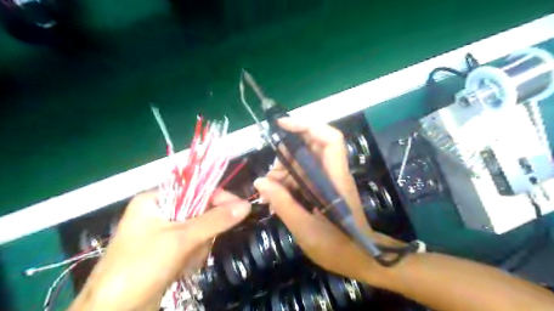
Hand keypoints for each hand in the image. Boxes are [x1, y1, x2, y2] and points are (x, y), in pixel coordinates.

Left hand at [70, 190, 251, 310]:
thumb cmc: (140, 267)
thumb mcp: (181, 239)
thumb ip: (215, 220)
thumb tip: (246, 205)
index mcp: (155, 200)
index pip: (196, 190)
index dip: (219, 198)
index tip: (240, 208)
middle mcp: (159, 212)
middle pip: (199, 211)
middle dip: (203, 232)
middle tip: (198, 245)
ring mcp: (162, 233)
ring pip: (199, 231)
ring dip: (198, 247)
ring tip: (185, 261)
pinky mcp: (167, 251)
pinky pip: (192, 245)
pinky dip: (193, 257)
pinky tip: (182, 268)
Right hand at [253, 118, 403, 284]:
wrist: (360, 259)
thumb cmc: (337, 247)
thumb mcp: (305, 229)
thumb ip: (283, 203)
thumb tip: (260, 182)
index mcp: (335, 178)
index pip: (330, 139)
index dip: (308, 126)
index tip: (282, 125)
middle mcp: (333, 173)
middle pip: (313, 146)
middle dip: (288, 153)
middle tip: (271, 174)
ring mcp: (328, 180)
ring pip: (305, 161)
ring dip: (285, 170)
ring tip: (270, 191)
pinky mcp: (323, 188)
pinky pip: (303, 176)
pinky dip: (288, 182)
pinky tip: (276, 197)